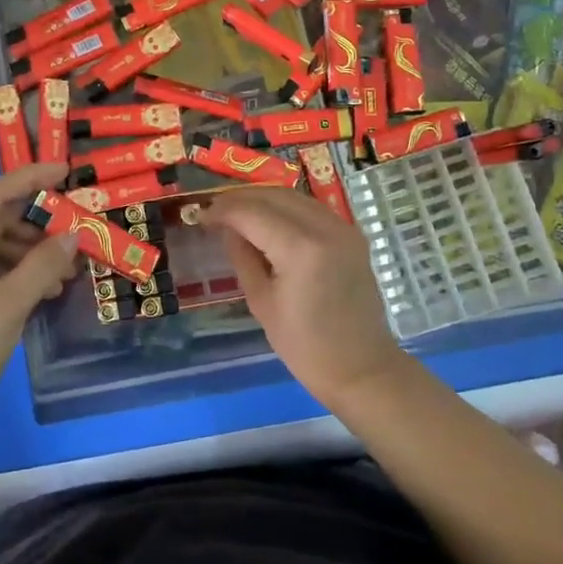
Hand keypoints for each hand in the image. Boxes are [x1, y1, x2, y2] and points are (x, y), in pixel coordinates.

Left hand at [0, 163, 78, 430]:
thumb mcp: (7, 308)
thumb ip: (42, 266)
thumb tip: (73, 236)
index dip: (31, 179)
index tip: (66, 172)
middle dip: (37, 226)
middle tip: (77, 234)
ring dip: (29, 253)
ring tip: (67, 271)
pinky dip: (14, 272)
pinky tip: (43, 288)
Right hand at [202, 186, 413, 408]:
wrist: (362, 368)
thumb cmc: (305, 347)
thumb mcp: (261, 302)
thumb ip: (242, 256)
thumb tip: (226, 228)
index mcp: (300, 249)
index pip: (251, 213)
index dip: (222, 210)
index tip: (200, 217)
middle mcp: (324, 228)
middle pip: (273, 195)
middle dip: (240, 199)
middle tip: (214, 211)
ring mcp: (343, 228)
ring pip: (293, 196)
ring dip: (262, 199)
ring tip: (237, 213)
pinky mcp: (352, 234)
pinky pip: (311, 208)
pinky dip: (285, 207)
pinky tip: (268, 221)